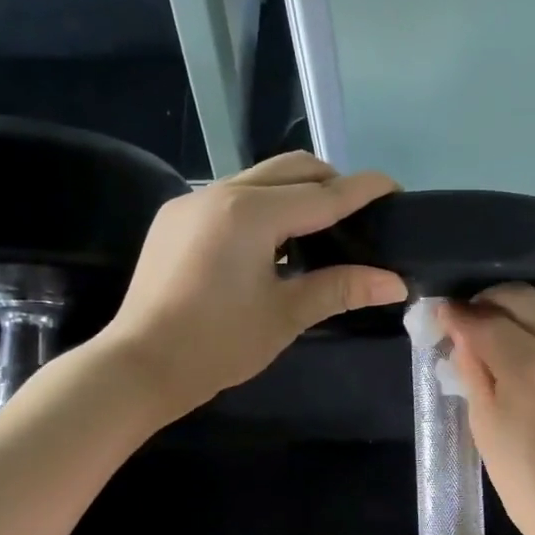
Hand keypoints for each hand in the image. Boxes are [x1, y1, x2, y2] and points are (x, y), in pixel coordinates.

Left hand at [102, 153, 406, 413]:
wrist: (139, 366)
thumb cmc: (218, 344)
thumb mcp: (286, 315)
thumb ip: (341, 288)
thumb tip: (395, 282)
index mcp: (250, 214)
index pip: (322, 194)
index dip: (362, 190)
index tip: (394, 187)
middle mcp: (220, 193)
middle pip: (291, 168)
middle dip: (331, 182)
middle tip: (359, 215)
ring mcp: (193, 202)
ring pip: (260, 177)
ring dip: (296, 192)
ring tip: (320, 230)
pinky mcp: (177, 218)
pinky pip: (233, 196)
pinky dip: (265, 206)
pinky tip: (273, 244)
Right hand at [436, 285, 534, 534]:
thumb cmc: (523, 474)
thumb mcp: (483, 422)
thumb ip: (471, 367)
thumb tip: (458, 329)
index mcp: (529, 366)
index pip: (485, 320)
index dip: (457, 314)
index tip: (439, 313)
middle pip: (521, 296)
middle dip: (487, 299)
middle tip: (466, 317)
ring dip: (517, 304)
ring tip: (496, 323)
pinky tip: (526, 337)